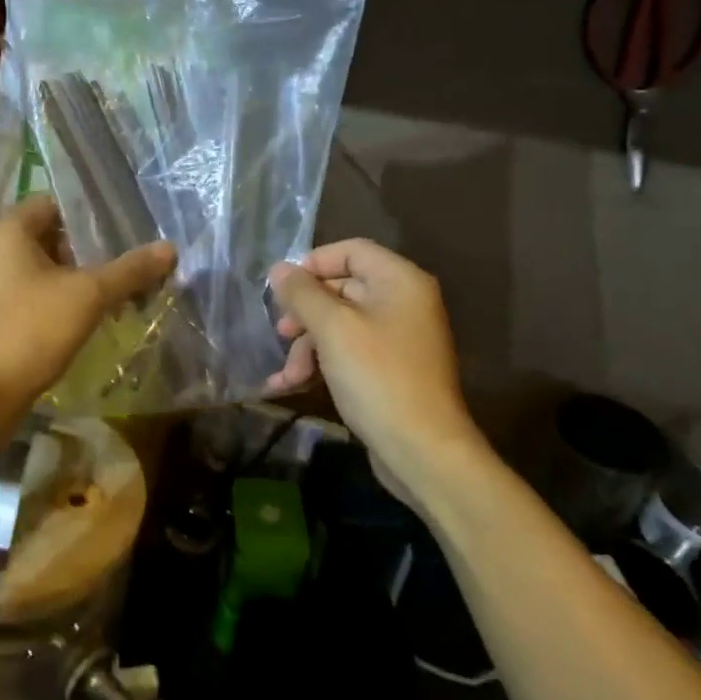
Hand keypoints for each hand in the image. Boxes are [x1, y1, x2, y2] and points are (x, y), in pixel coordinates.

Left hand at [0, 195, 175, 418]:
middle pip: (53, 238)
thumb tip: (170, 248)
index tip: (127, 229)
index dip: (91, 215)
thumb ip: (129, 270)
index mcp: (8, 230)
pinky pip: (38, 296)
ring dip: (82, 280)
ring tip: (123, 292)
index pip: (55, 204)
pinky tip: (94, 317)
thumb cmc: (31, 329)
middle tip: (132, 262)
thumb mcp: (89, 295)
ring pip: (47, 270)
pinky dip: (64, 301)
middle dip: (93, 251)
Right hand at [266, 240, 478, 477]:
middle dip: (305, 313)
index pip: (351, 250)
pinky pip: (350, 352)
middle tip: (280, 332)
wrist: (421, 448)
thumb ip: (303, 294)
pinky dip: (322, 363)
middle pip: (343, 288)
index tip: (281, 289)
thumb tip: (279, 269)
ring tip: (287, 375)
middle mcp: (404, 302)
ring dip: (308, 346)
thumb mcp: (333, 329)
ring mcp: (399, 338)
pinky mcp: (391, 369)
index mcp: (399, 280)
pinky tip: (292, 385)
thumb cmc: (377, 377)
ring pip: (341, 324)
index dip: (312, 264)